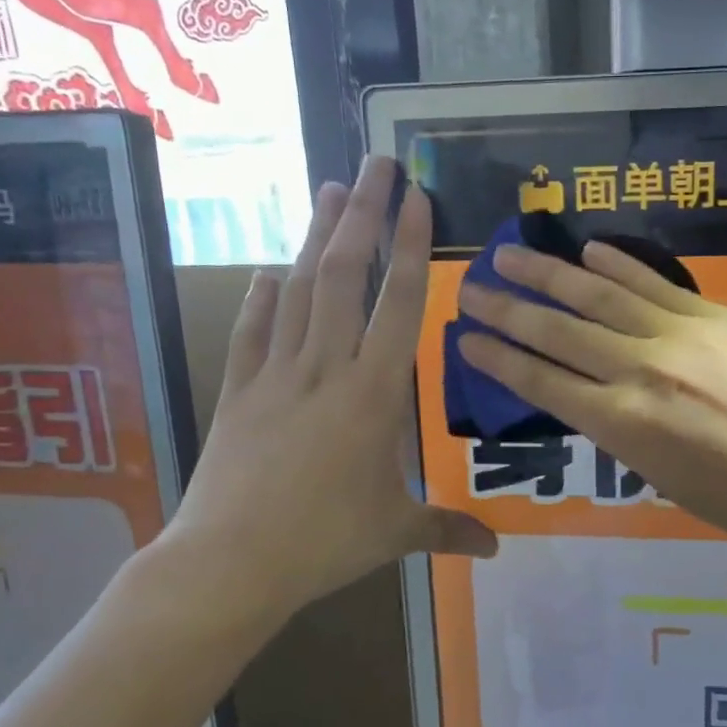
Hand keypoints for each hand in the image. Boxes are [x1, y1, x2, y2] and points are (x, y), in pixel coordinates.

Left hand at [155, 158, 496, 630]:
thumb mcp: (396, 535)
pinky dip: (261, 297)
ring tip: (328, 190)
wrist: (229, 562)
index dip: (409, 246)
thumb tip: (497, 550)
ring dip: (315, 237)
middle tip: (375, 163)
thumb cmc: (323, 543)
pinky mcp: (237, 391)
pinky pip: (252, 330)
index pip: (398, 304)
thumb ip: (449, 530)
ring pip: (298, 290)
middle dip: (362, 213)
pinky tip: (268, 271)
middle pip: (344, 274)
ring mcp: (276, 375)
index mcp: (373, 394)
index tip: (416, 198)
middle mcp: (326, 368)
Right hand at [455, 242, 726, 561]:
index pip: (542, 383)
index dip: (499, 359)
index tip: (466, 339)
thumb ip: (623, 432)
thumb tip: (598, 399)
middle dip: (507, 309)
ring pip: (598, 295)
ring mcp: (678, 335)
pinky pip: (654, 284)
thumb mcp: (664, 480)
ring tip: (510, 253)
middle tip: (469, 288)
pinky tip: (589, 249)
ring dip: (549, 273)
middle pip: (558, 331)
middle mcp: (638, 371)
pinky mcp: (716, 315)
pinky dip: (618, 264)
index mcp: (621, 425)